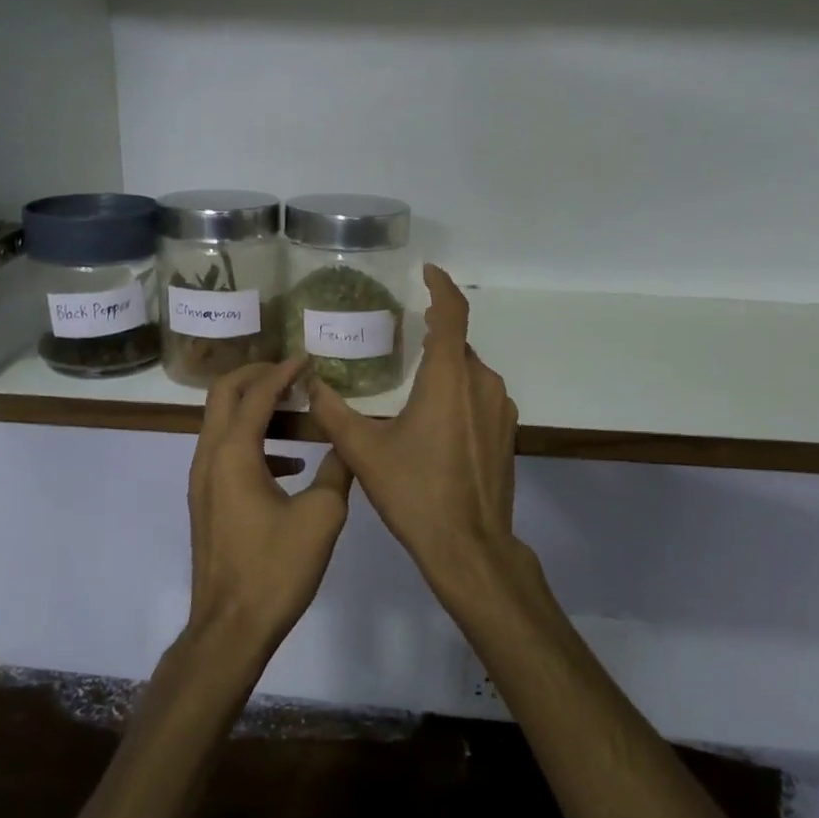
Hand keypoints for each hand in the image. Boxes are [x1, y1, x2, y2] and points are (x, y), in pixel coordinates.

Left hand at [187, 358, 353, 656]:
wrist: (232, 626)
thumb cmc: (276, 568)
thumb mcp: (322, 515)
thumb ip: (337, 470)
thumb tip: (348, 444)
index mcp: (233, 454)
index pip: (256, 394)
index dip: (283, 372)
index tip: (308, 358)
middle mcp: (209, 458)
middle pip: (224, 396)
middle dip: (256, 377)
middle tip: (292, 374)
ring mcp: (203, 481)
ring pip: (223, 425)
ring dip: (256, 410)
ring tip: (299, 414)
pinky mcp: (208, 502)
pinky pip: (227, 454)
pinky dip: (255, 443)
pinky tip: (291, 464)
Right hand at [306, 266, 542, 615]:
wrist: (469, 546)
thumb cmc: (415, 493)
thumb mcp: (364, 452)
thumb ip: (334, 412)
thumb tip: (311, 383)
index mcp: (449, 378)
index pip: (452, 313)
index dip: (441, 286)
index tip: (427, 271)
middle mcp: (482, 383)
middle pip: (458, 344)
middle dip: (434, 335)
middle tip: (403, 336)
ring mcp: (500, 408)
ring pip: (470, 372)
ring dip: (445, 368)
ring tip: (412, 382)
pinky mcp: (507, 433)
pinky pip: (481, 396)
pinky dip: (458, 392)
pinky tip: (434, 419)